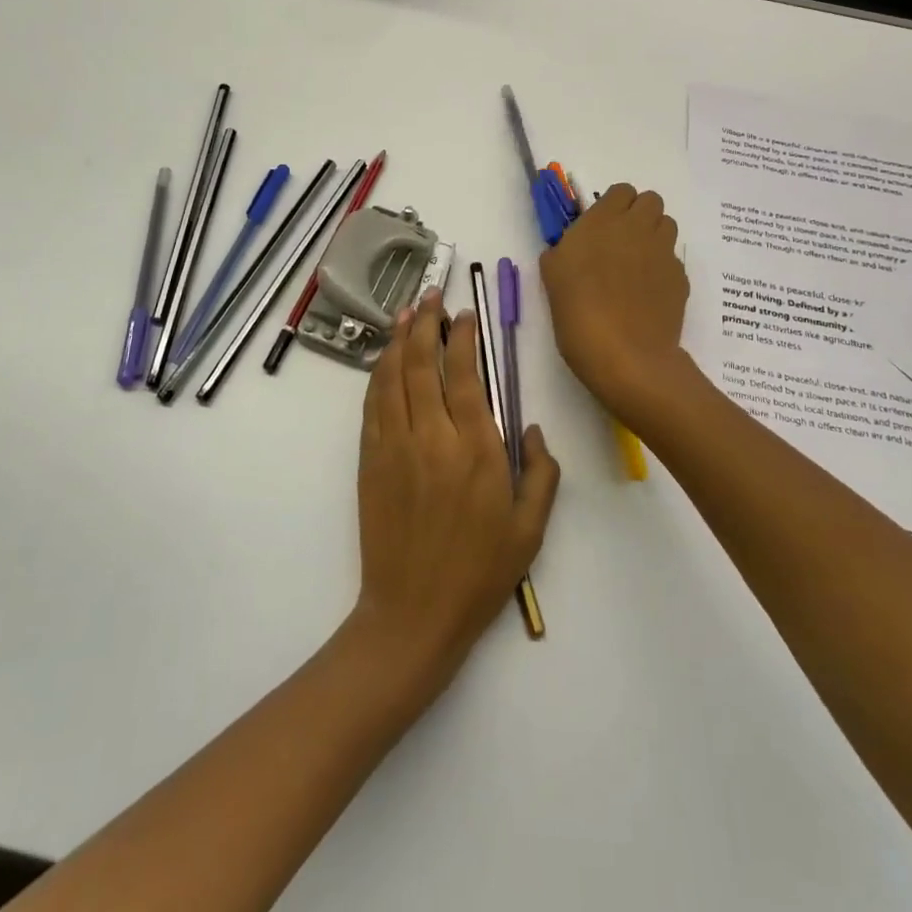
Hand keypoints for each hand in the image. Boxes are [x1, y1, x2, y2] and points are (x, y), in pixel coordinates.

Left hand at [351, 291, 559, 689]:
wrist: (413, 614)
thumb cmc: (480, 572)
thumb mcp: (531, 528)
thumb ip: (542, 472)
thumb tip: (531, 427)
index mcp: (476, 449)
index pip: (466, 375)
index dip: (463, 338)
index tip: (464, 316)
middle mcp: (432, 437)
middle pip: (422, 365)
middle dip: (425, 324)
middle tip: (430, 297)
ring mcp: (394, 447)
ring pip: (392, 377)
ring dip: (397, 340)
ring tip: (405, 313)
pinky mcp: (370, 461)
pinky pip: (371, 405)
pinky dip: (377, 375)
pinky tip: (383, 360)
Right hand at [539, 183, 691, 421]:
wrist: (625, 356)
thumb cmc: (578, 313)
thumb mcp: (552, 276)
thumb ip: (562, 250)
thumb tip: (570, 248)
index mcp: (603, 220)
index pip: (621, 191)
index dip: (613, 206)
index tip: (600, 228)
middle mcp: (638, 228)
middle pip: (650, 201)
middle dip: (638, 215)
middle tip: (620, 243)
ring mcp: (664, 252)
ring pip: (667, 226)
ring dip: (653, 237)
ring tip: (636, 266)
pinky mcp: (681, 278)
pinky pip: (673, 261)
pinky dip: (662, 269)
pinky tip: (647, 295)